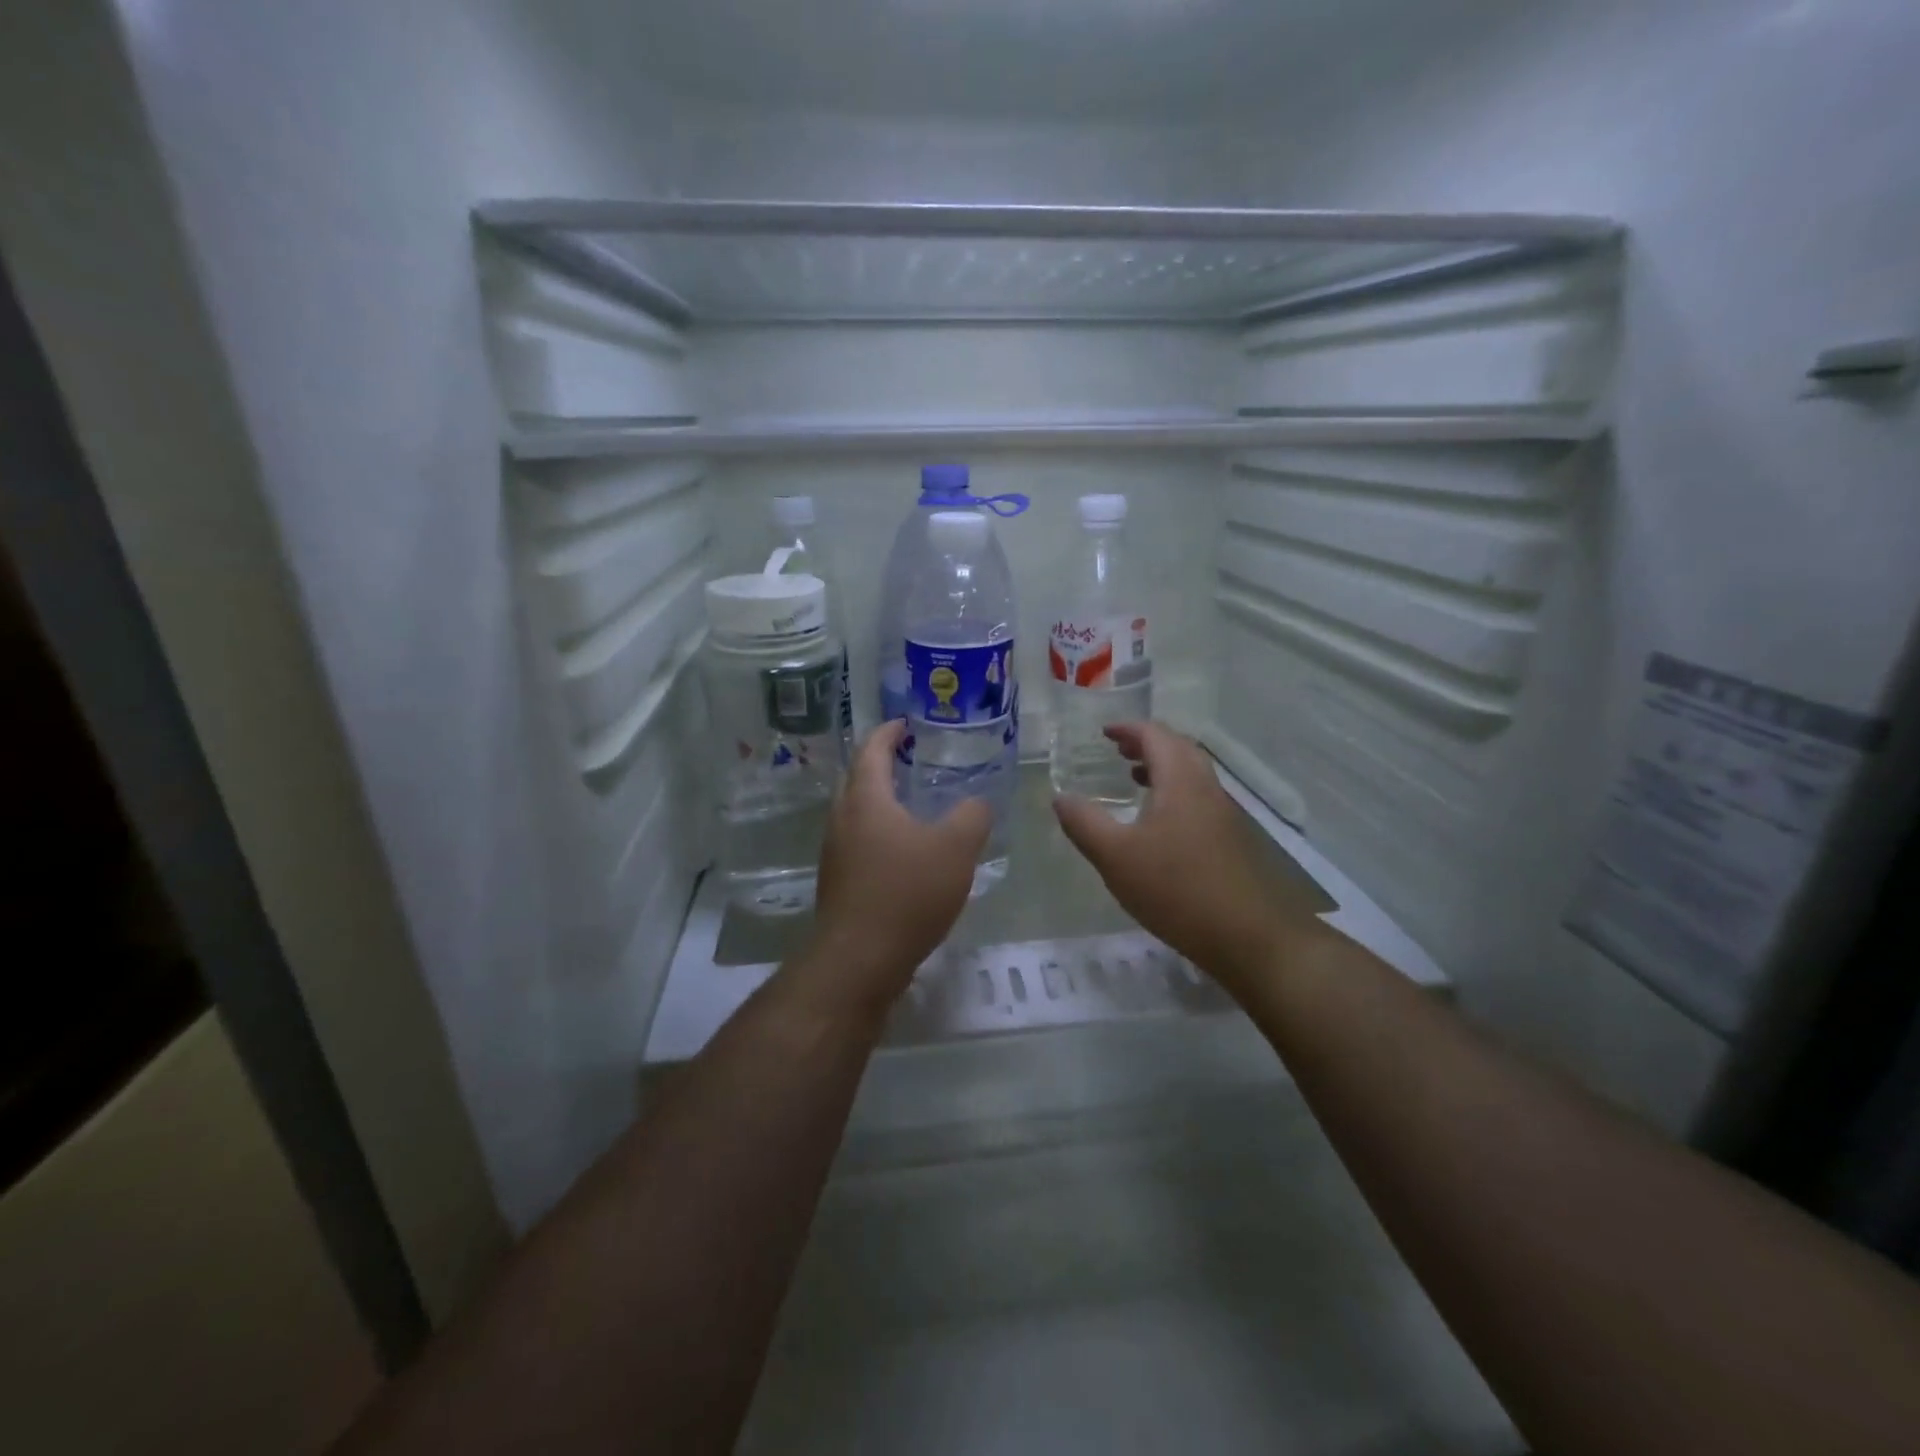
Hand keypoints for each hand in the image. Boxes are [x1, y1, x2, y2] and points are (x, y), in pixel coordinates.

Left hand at [795, 720, 990, 1019]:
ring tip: (915, 804)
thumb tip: (977, 802)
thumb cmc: (906, 893)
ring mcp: (836, 854)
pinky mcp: (839, 883)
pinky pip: (859, 842)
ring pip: (857, 813)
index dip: (888, 732)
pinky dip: (880, 832)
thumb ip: (972, 816)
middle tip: (913, 759)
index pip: (871, 750)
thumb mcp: (955, 848)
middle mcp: (842, 820)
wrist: (859, 960)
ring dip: (881, 801)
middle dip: (882, 764)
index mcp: (865, 799)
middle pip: (857, 779)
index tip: (905, 723)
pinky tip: (907, 852)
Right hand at [1053, 723, 1322, 992]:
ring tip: (1133, 780)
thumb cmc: (1176, 889)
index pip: (1156, 736)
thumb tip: (1060, 798)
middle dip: (1146, 744)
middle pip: (1178, 749)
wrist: (1249, 937)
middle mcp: (1206, 789)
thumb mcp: (1116, 857)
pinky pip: (1198, 799)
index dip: (1128, 729)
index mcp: (1180, 781)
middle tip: (1117, 752)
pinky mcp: (1231, 841)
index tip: (1104, 732)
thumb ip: (1084, 823)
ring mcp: (1224, 815)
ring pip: (1191, 775)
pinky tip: (1158, 826)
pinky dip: (1173, 793)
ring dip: (1161, 768)